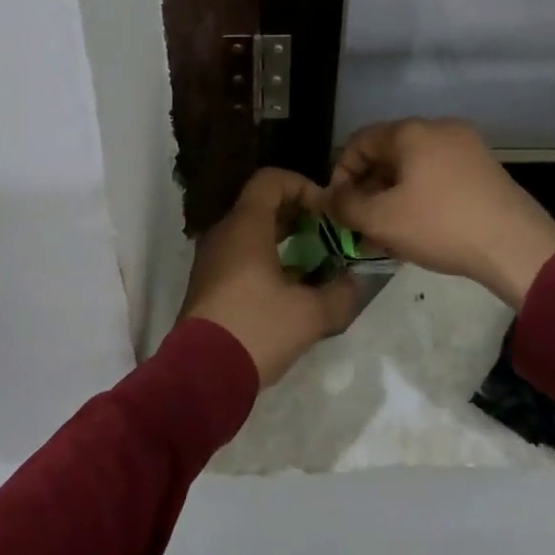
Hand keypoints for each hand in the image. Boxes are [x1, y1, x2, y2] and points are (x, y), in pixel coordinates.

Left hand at [181, 168, 360, 384]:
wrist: (201, 375)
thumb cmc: (257, 329)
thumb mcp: (310, 314)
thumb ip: (340, 293)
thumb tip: (353, 281)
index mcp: (245, 225)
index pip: (271, 179)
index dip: (302, 186)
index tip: (325, 212)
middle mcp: (224, 232)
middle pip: (262, 204)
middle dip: (298, 215)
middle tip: (326, 237)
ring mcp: (211, 258)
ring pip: (251, 232)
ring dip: (283, 240)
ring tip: (313, 264)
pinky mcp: (207, 284)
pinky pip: (240, 255)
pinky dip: (265, 260)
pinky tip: (288, 290)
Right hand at [326, 118, 554, 308]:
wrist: (517, 247)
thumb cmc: (441, 225)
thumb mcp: (382, 220)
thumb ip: (345, 206)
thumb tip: (330, 199)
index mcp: (412, 131)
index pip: (359, 141)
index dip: (341, 173)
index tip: (338, 207)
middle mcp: (439, 129)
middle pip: (388, 154)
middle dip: (368, 190)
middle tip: (360, 226)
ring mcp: (467, 148)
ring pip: (414, 169)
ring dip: (393, 198)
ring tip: (386, 237)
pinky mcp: (485, 170)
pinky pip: (438, 177)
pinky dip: (420, 198)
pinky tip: (417, 232)